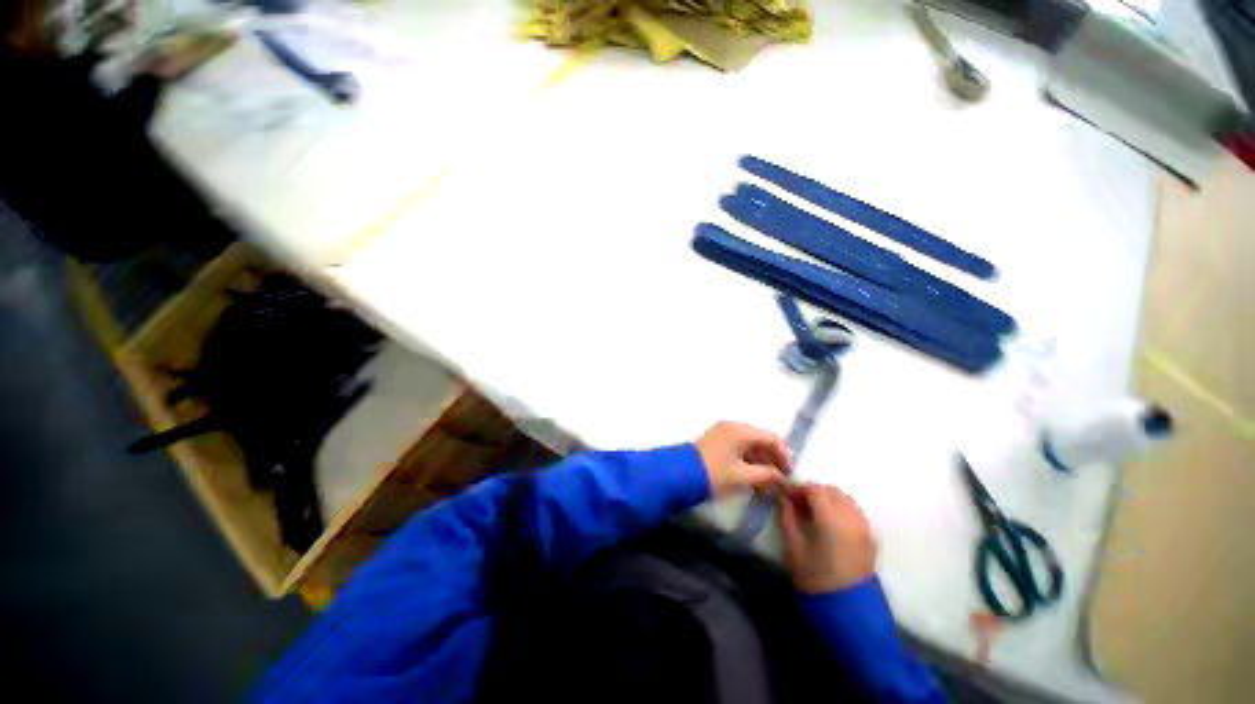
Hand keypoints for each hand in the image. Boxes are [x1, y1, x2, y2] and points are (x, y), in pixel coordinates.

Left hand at [695, 421, 790, 497]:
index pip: (772, 438)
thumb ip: (766, 475)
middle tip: (780, 482)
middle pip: (761, 442)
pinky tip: (752, 482)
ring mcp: (722, 435)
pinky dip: (748, 465)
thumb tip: (783, 478)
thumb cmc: (713, 474)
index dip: (785, 456)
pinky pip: (739, 452)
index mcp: (741, 430)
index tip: (790, 475)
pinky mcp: (714, 446)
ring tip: (767, 486)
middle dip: (773, 462)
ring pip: (750, 448)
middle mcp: (733, 427)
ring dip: (761, 465)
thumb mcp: (742, 477)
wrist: (674, 477)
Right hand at [779, 484, 876, 593]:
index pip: (816, 489)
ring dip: (831, 501)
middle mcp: (851, 513)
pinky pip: (855, 512)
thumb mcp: (794, 551)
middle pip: (833, 491)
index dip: (800, 489)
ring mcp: (863, 522)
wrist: (845, 602)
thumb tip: (785, 503)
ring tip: (816, 516)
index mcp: (830, 517)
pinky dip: (842, 511)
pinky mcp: (870, 533)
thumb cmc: (815, 578)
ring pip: (846, 500)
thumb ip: (789, 522)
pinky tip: (832, 527)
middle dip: (816, 493)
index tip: (788, 497)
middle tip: (800, 506)